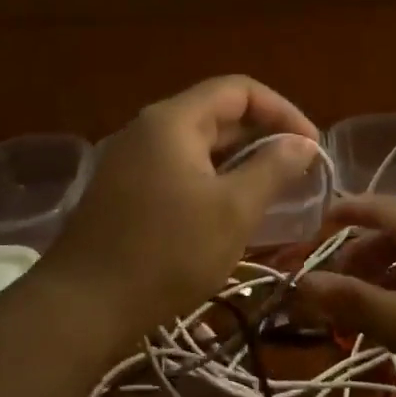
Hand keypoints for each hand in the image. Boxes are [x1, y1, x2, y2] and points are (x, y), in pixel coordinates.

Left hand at [43, 76, 321, 336]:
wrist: (84, 306)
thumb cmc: (167, 253)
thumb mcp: (233, 210)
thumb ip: (273, 168)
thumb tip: (303, 143)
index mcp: (173, 120)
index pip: (239, 90)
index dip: (283, 111)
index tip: (312, 146)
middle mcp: (149, 129)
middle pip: (217, 114)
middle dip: (264, 136)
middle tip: (300, 170)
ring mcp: (133, 160)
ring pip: (200, 145)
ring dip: (241, 160)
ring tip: (275, 188)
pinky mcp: (126, 191)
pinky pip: (181, 169)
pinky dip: (214, 179)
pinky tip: (233, 209)